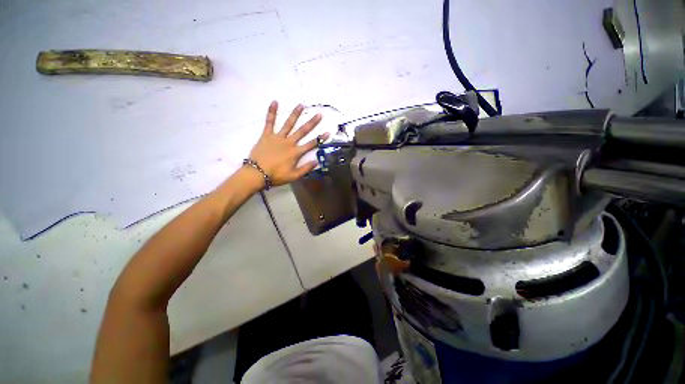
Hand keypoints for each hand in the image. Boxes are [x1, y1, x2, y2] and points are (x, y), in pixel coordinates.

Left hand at [248, 101, 328, 186]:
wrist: (257, 173)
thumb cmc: (276, 176)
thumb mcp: (294, 176)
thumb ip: (306, 169)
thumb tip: (317, 161)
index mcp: (296, 152)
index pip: (311, 144)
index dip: (320, 138)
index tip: (328, 132)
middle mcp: (289, 142)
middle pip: (302, 131)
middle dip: (311, 123)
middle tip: (319, 114)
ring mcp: (277, 137)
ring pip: (288, 124)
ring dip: (295, 114)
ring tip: (301, 105)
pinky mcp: (267, 135)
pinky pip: (269, 122)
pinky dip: (271, 112)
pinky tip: (274, 102)